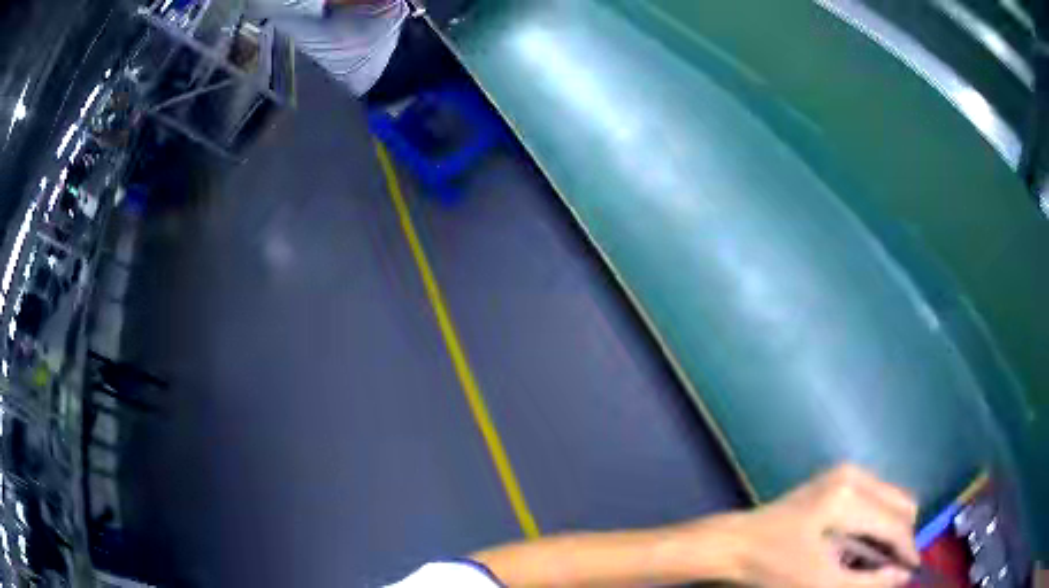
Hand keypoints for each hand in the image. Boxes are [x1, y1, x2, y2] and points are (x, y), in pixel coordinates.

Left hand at [687, 464, 919, 587]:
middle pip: (901, 505)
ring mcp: (846, 472)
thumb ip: (867, 581)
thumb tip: (904, 576)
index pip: (896, 525)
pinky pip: (875, 497)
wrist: (735, 543)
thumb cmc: (774, 567)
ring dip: (890, 530)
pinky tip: (861, 545)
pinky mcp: (839, 477)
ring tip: (874, 561)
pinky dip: (877, 521)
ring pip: (891, 499)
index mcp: (850, 499)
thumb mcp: (821, 583)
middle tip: (891, 569)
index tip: (912, 572)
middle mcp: (854, 476)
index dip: (908, 551)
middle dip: (901, 538)